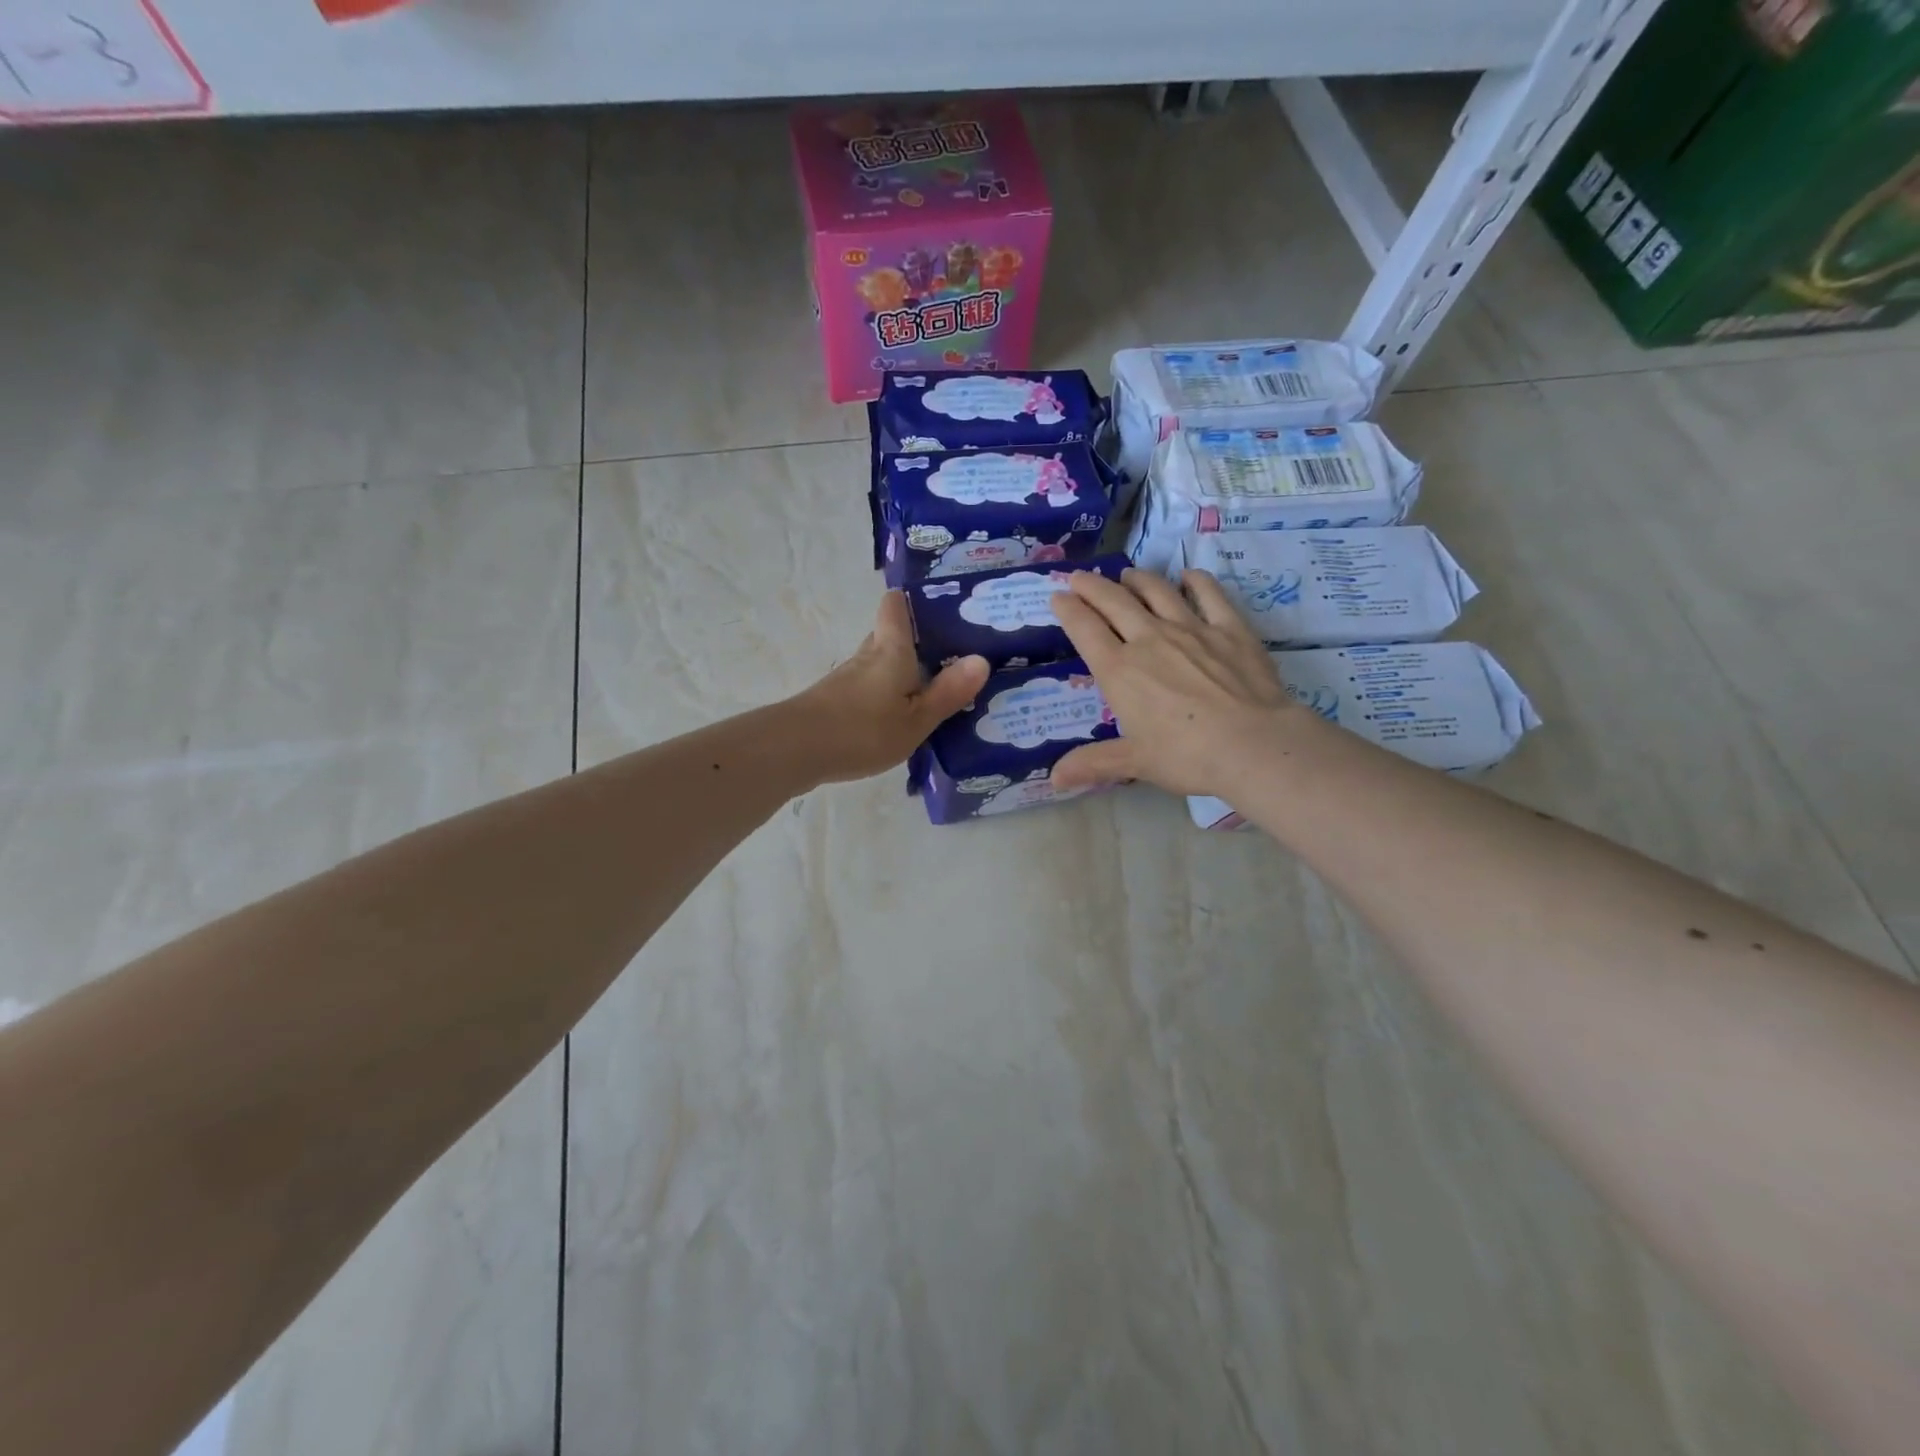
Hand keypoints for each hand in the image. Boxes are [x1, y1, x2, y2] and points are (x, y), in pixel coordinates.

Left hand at [789, 592, 988, 784]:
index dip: (913, 599)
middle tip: (951, 654)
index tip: (940, 605)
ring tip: (933, 687)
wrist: (794, 750)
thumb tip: (981, 659)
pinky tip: (899, 716)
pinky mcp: (834, 701)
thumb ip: (948, 692)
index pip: (895, 606)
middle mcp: (867, 655)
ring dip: (901, 671)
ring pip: (879, 664)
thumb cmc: (862, 730)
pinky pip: (868, 688)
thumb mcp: (916, 719)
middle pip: (889, 635)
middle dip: (915, 641)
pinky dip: (885, 694)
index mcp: (891, 650)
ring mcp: (847, 679)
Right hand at [1048, 567, 1298, 796]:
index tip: (1058, 596)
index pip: (1085, 630)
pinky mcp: (1229, 628)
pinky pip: (1209, 594)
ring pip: (1157, 592)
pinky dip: (1196, 581)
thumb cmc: (1186, 756)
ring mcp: (1191, 629)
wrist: (1253, 744)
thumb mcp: (1134, 762)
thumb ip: (1092, 764)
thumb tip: (1053, 780)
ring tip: (1127, 574)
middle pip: (1115, 602)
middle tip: (1079, 577)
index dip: (1068, 610)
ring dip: (1138, 579)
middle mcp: (1149, 640)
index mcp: (1119, 671)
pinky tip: (1189, 575)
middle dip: (1092, 586)